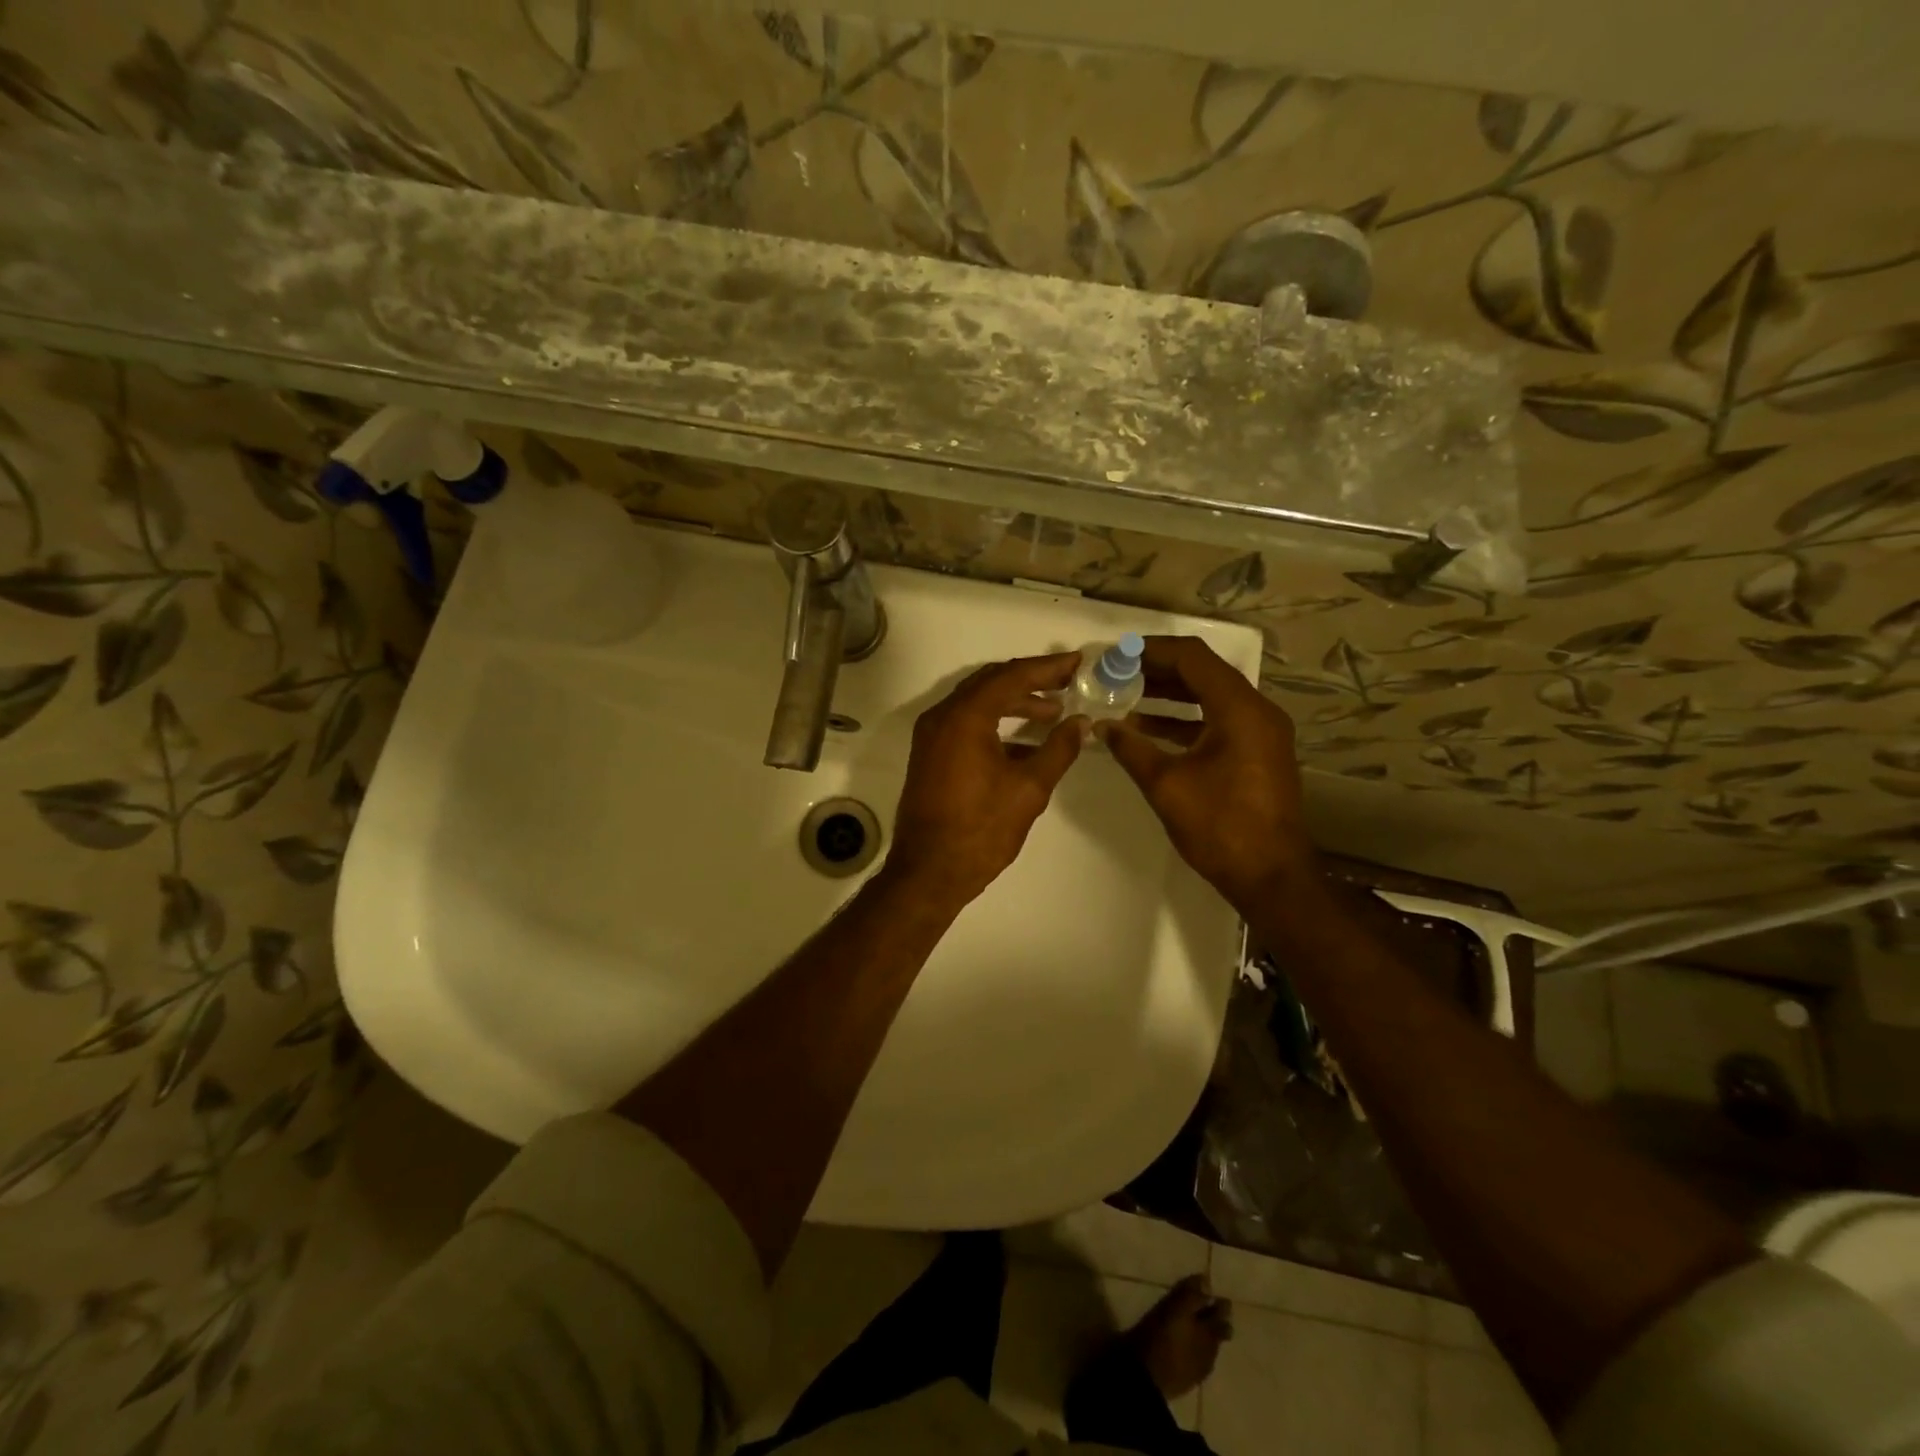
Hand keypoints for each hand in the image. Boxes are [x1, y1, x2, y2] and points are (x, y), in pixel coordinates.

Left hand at [886, 653, 1085, 910]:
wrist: (929, 871)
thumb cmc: (981, 829)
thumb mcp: (1029, 788)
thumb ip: (1058, 749)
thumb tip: (1081, 722)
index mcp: (964, 717)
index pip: (1011, 676)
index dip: (1047, 668)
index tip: (1077, 663)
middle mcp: (942, 717)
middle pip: (991, 683)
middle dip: (1030, 680)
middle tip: (1067, 681)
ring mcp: (932, 736)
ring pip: (977, 703)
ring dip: (1014, 702)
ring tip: (1052, 712)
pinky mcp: (930, 755)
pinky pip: (966, 724)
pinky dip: (995, 723)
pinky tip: (1025, 742)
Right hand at [1098, 635, 1313, 910]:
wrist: (1270, 876)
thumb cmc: (1219, 826)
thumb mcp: (1166, 785)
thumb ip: (1131, 749)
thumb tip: (1101, 726)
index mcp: (1239, 709)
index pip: (1192, 658)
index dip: (1151, 651)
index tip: (1116, 655)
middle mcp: (1256, 711)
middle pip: (1203, 673)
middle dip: (1157, 671)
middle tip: (1116, 674)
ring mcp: (1261, 732)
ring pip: (1210, 697)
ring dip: (1169, 695)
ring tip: (1125, 697)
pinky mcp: (1257, 752)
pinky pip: (1217, 720)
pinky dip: (1184, 719)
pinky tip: (1148, 730)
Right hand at [1130, 1274, 1233, 1399]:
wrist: (1148, 1378)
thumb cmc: (1160, 1335)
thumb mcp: (1174, 1309)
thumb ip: (1192, 1295)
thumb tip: (1207, 1281)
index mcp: (1208, 1330)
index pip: (1220, 1313)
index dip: (1220, 1303)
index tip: (1218, 1295)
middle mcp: (1209, 1348)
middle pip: (1220, 1332)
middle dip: (1219, 1321)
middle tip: (1214, 1310)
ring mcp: (1200, 1367)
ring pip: (1212, 1348)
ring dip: (1210, 1337)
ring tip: (1202, 1329)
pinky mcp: (1189, 1380)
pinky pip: (1201, 1361)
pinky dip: (1200, 1351)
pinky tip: (1191, 1349)